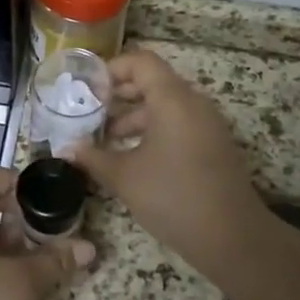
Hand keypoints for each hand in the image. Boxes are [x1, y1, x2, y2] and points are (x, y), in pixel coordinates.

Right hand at [67, 48, 267, 285]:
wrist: (233, 237)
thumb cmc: (173, 197)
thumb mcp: (124, 177)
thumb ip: (93, 158)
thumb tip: (66, 149)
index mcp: (172, 99)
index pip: (141, 61)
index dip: (111, 69)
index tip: (87, 90)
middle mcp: (193, 102)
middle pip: (152, 81)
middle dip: (118, 94)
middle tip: (89, 112)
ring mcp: (207, 124)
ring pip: (165, 105)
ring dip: (134, 116)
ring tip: (105, 139)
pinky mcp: (213, 144)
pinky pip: (178, 123)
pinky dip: (153, 130)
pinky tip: (132, 156)